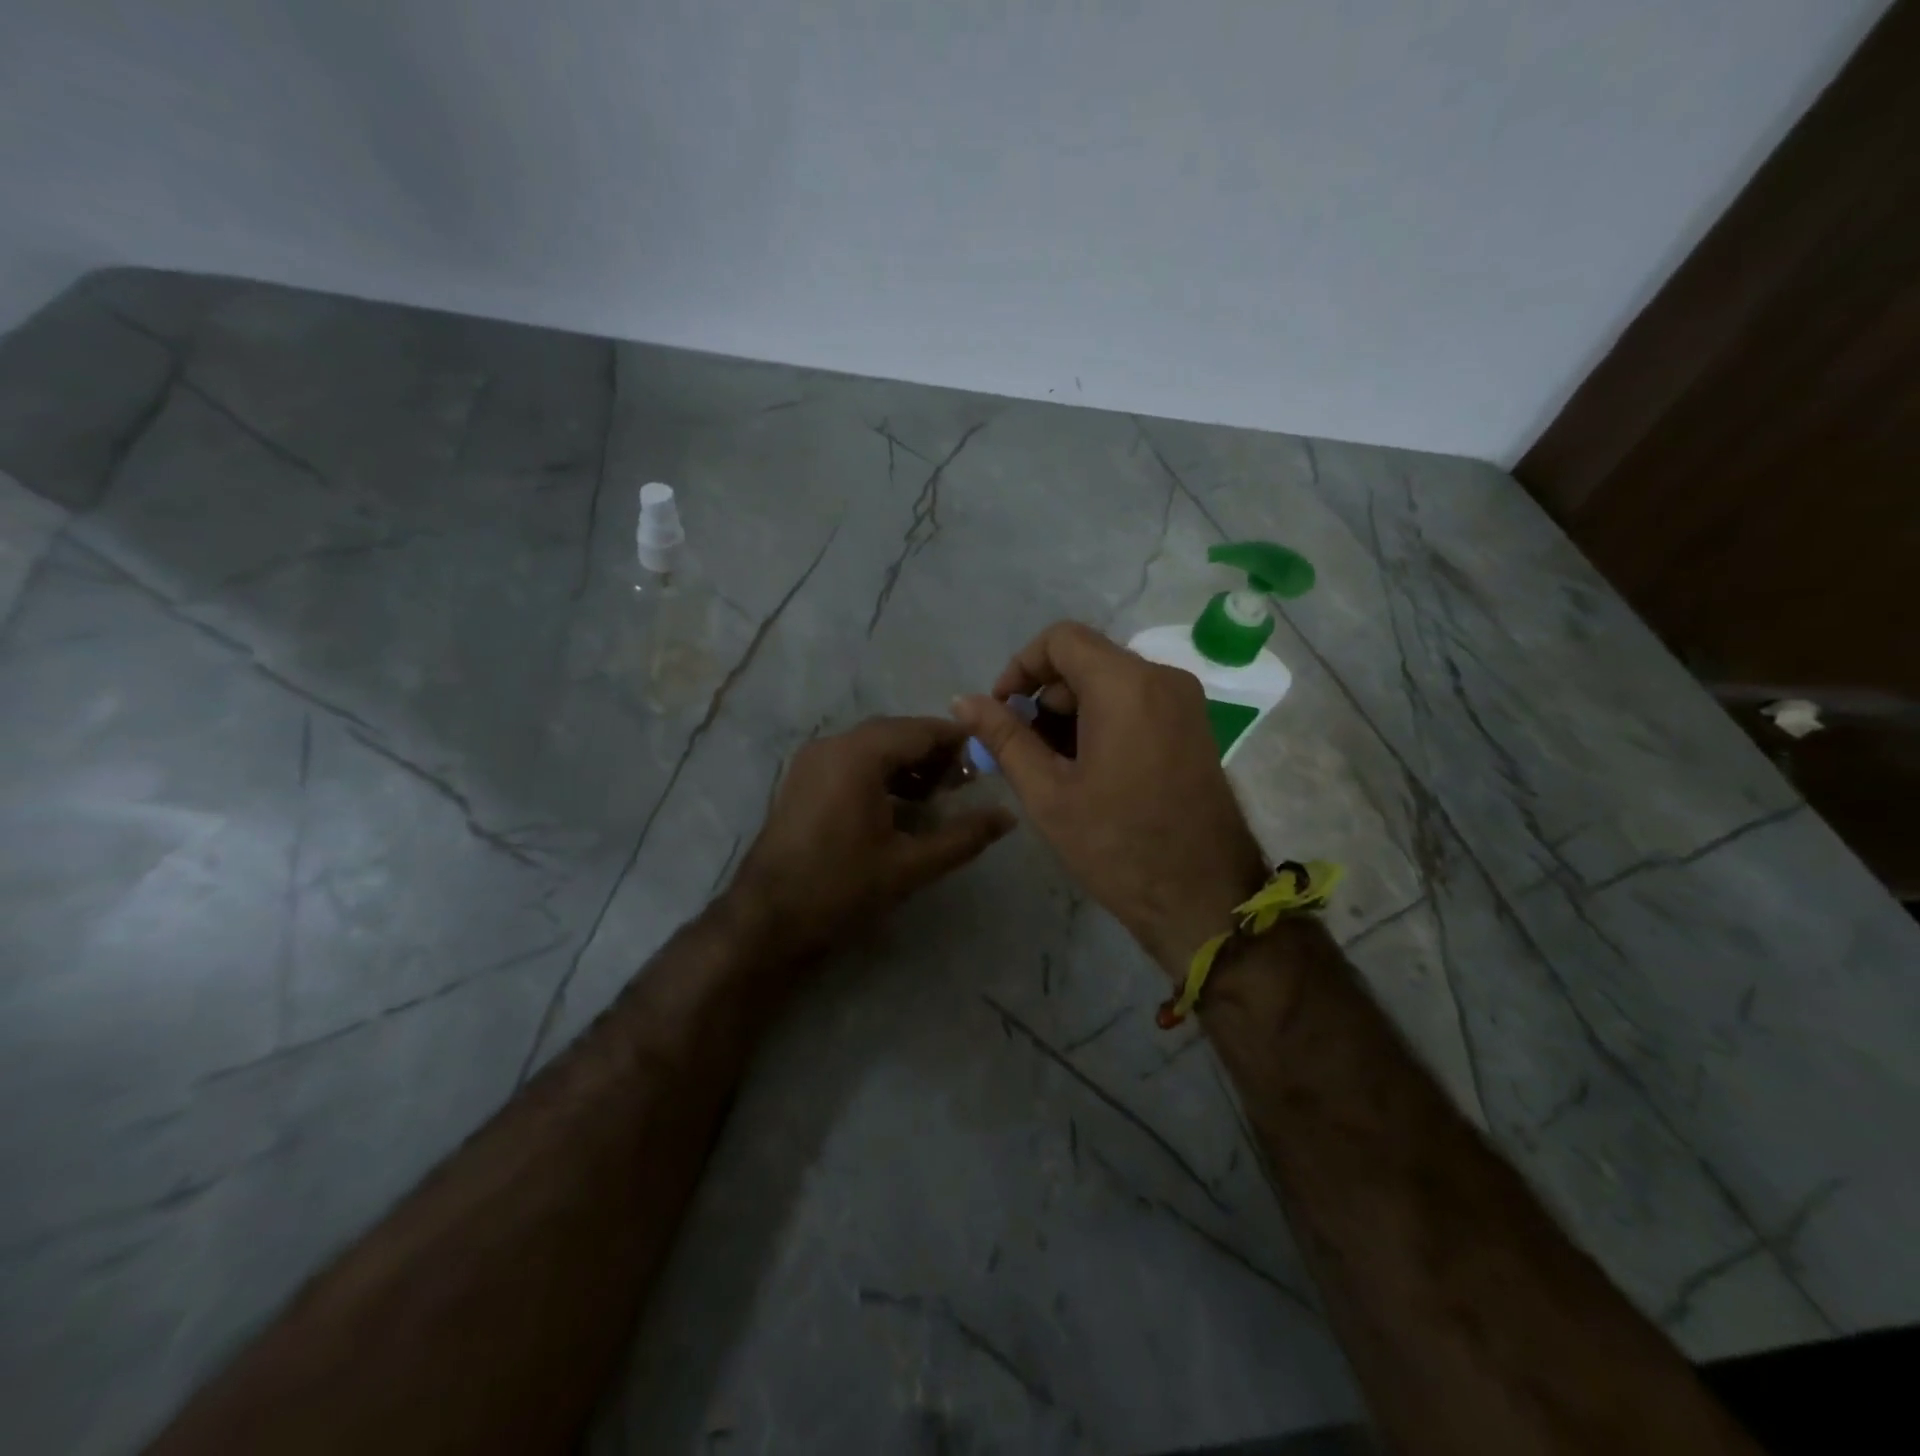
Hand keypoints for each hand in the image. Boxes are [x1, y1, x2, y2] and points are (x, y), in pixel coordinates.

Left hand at [730, 717, 1015, 958]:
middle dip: (934, 753)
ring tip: (939, 793)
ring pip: (873, 746)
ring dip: (908, 762)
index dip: (958, 742)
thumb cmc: (840, 887)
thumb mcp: (910, 865)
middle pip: (896, 733)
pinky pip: (852, 760)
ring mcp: (813, 760)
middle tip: (967, 781)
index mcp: (858, 755)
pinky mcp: (803, 779)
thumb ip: (963, 837)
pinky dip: (882, 772)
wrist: (766, 919)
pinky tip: (901, 803)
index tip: (988, 759)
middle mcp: (833, 745)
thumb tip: (1007, 817)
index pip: (920, 730)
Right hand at [953, 622, 1267, 975]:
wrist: (1203, 898)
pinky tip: (1087, 769)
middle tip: (1021, 749)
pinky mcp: (1194, 726)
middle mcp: (1162, 678)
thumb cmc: (1117, 846)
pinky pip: (1137, 702)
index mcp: (1126, 685)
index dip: (1020, 666)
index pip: (1060, 639)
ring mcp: (1185, 701)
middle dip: (1044, 696)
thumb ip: (1003, 737)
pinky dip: (1102, 720)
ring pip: (1111, 682)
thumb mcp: (1048, 793)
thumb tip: (962, 700)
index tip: (1001, 710)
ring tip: (1051, 766)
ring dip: (1071, 712)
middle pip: (1086, 659)